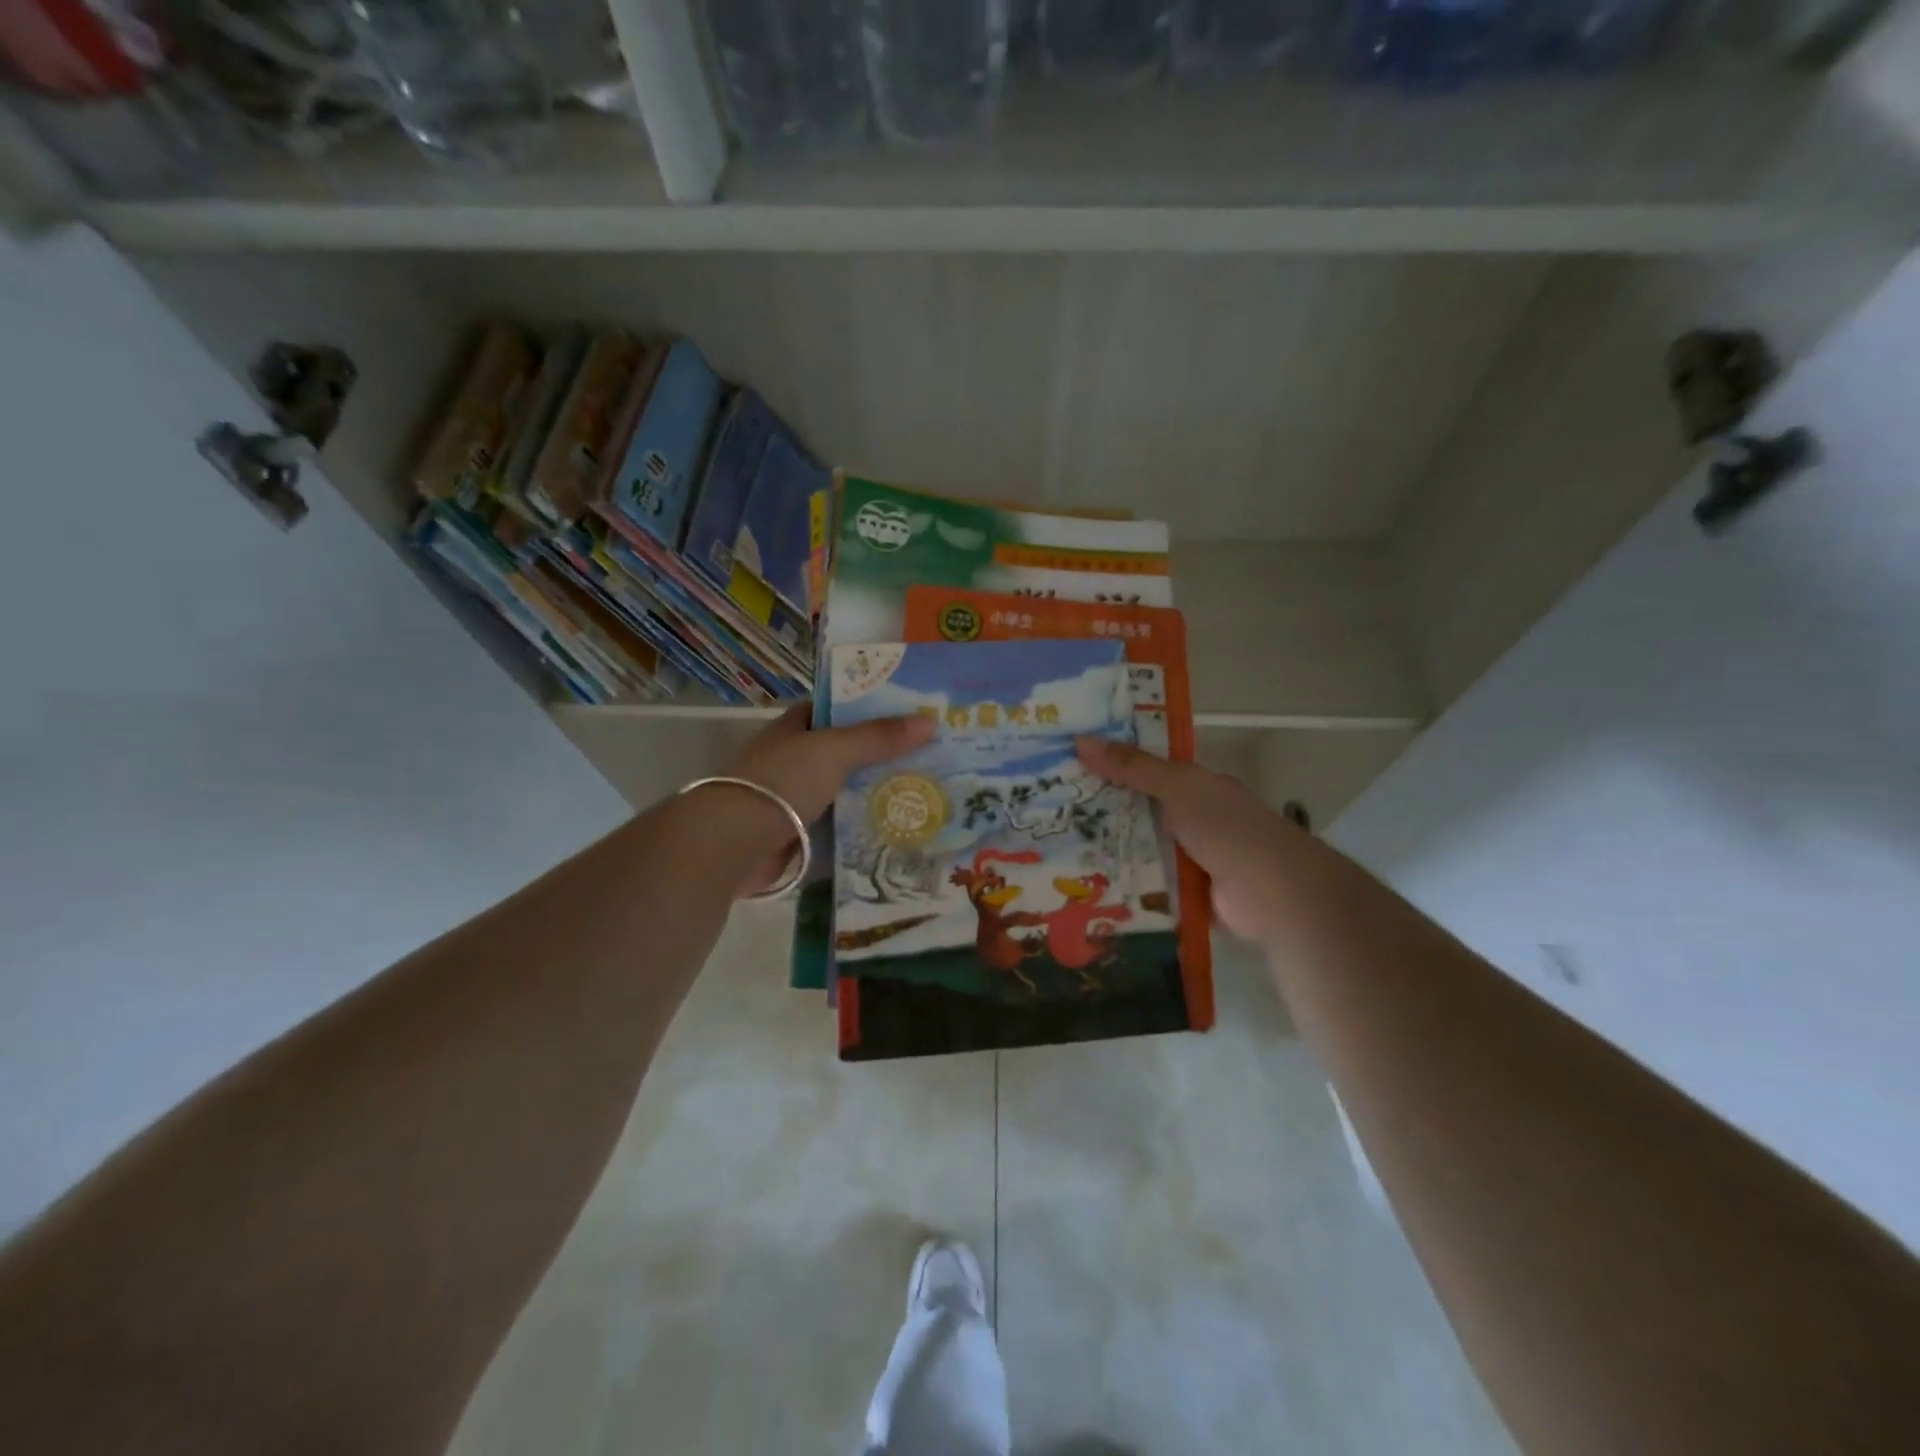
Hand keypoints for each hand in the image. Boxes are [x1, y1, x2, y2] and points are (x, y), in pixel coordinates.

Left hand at [724, 703, 935, 895]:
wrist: (734, 843)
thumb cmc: (783, 782)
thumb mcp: (834, 751)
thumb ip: (879, 737)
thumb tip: (930, 722)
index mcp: (793, 729)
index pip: (833, 710)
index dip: (866, 708)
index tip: (906, 714)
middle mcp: (792, 760)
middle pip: (843, 752)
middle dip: (880, 755)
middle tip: (929, 757)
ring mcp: (792, 799)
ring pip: (843, 791)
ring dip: (874, 794)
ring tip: (924, 793)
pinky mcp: (796, 835)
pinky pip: (838, 826)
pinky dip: (861, 827)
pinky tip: (896, 829)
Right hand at [1076, 736, 1302, 945]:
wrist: (1270, 891)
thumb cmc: (1224, 826)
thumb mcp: (1175, 786)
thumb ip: (1132, 767)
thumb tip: (1080, 739)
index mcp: (1197, 788)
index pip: (1149, 771)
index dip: (1113, 766)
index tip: (1070, 766)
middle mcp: (1195, 820)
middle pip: (1141, 812)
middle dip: (1103, 812)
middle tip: (1050, 810)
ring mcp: (1191, 859)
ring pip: (1141, 850)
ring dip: (1110, 852)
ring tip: (1055, 850)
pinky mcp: (1185, 895)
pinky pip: (1148, 885)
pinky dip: (1125, 886)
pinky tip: (1087, 886)